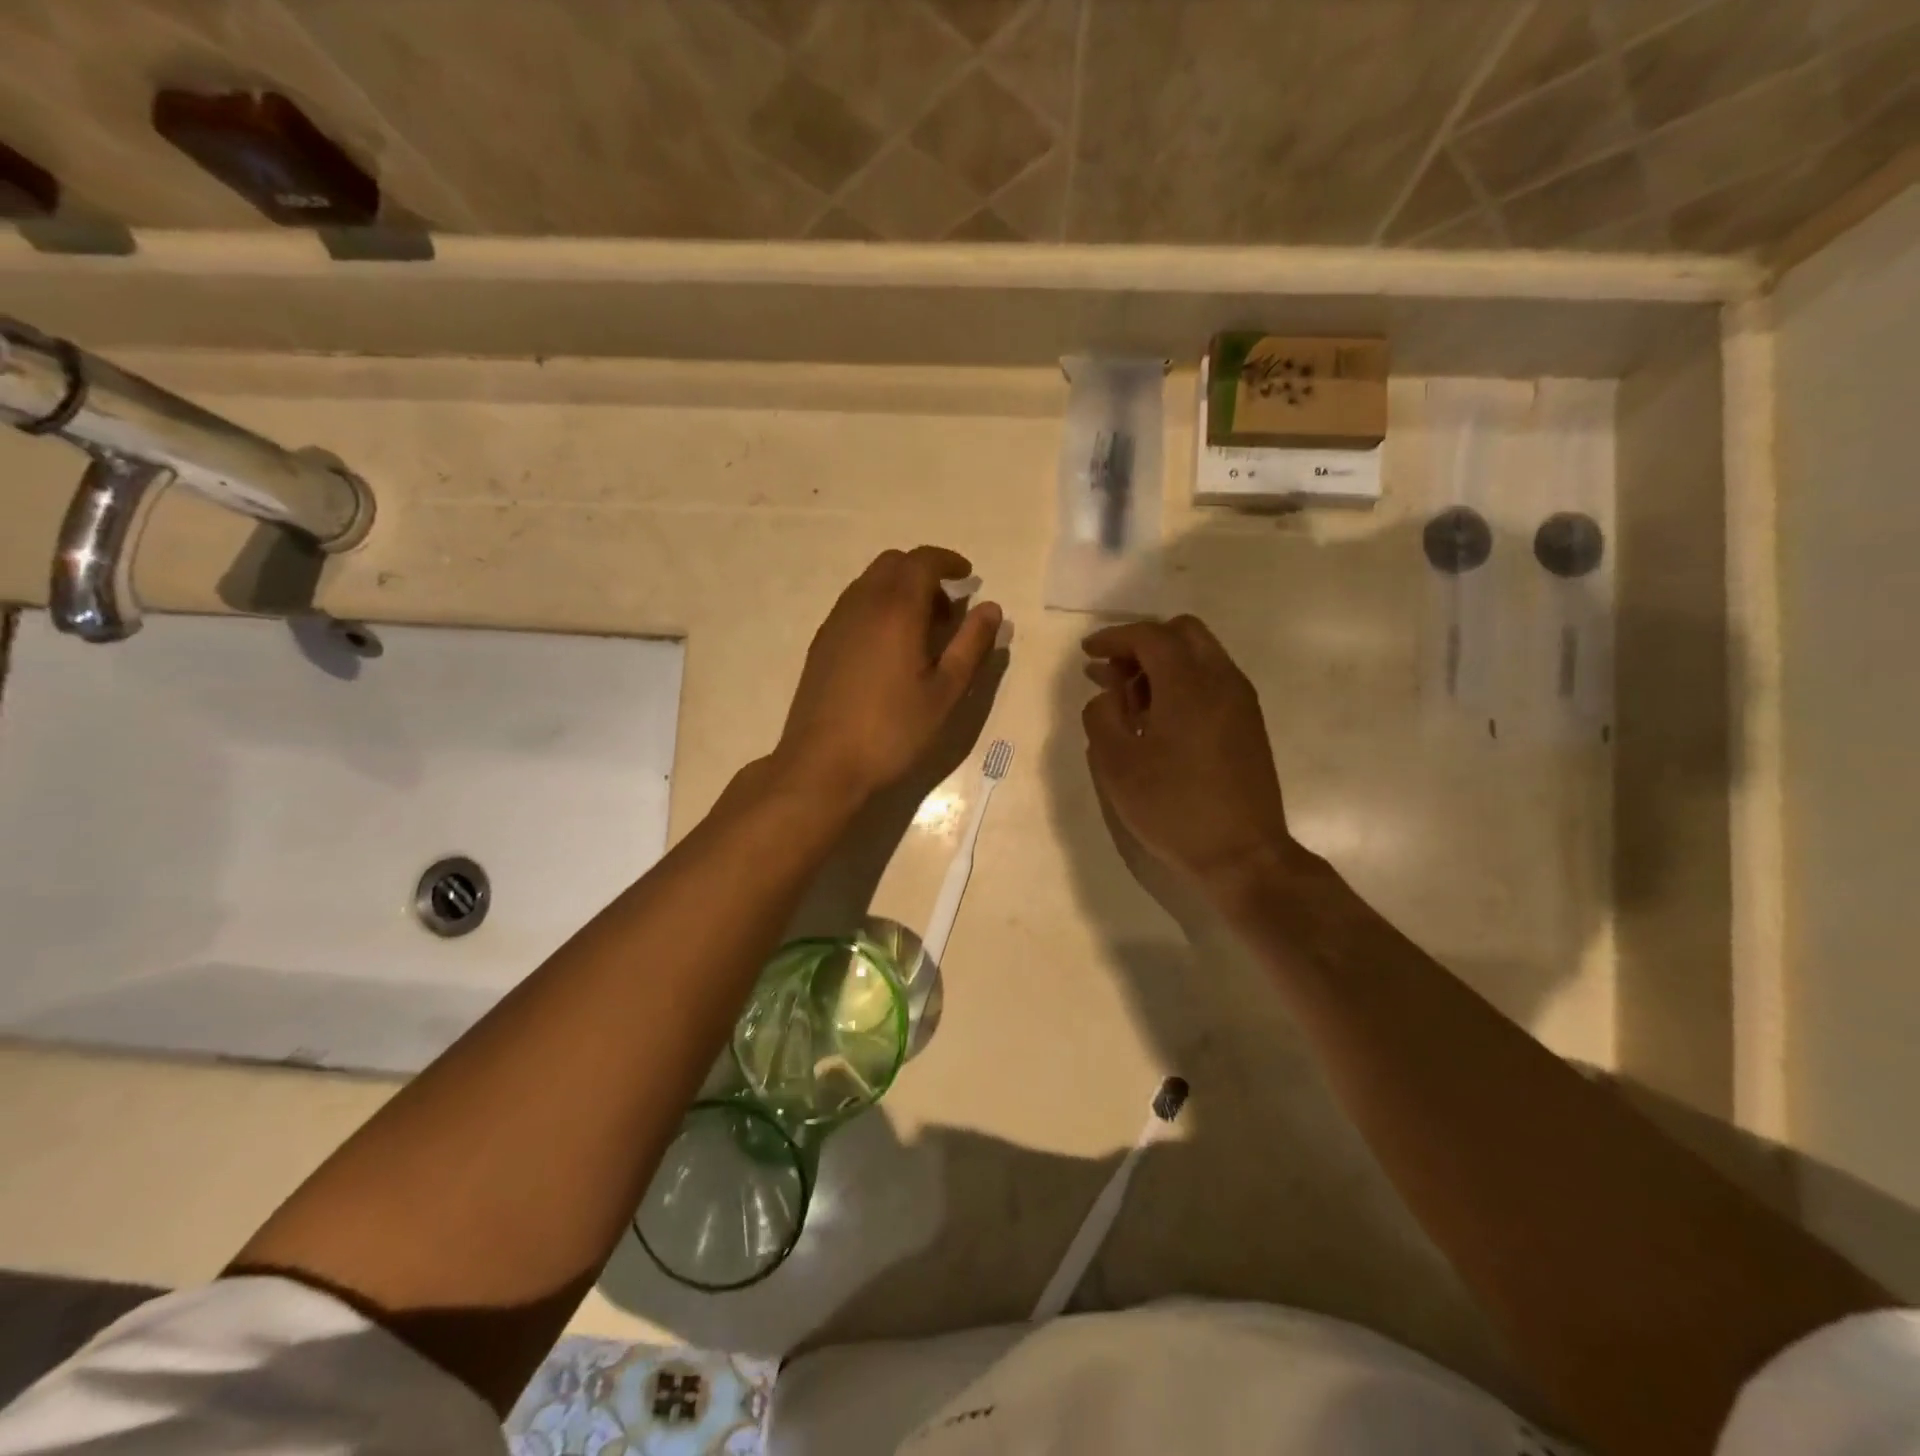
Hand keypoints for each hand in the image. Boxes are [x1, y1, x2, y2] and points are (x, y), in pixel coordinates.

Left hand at [776, 546, 1002, 804]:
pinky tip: (889, 649)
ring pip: (869, 583)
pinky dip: (878, 607)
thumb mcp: (945, 692)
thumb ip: (971, 645)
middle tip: (947, 609)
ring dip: (899, 590)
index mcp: (896, 609)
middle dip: (924, 572)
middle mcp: (861, 604)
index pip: (922, 561)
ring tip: (921, 631)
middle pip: (892, 564)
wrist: (823, 764)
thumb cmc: (893, 731)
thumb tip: (990, 607)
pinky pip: (853, 605)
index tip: (968, 575)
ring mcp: (835, 623)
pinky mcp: (821, 644)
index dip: (949, 561)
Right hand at [1081, 616, 1309, 898]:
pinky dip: (1183, 682)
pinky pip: (1212, 681)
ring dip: (1163, 663)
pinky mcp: (1248, 723)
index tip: (1088, 651)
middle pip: (1183, 632)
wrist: (1242, 854)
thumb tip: (1108, 696)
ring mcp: (1241, 701)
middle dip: (1143, 643)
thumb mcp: (1117, 764)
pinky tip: (1160, 720)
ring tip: (1130, 700)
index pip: (1150, 636)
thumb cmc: (1173, 807)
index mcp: (1188, 684)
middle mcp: (1221, 680)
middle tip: (1113, 672)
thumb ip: (1101, 717)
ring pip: (1200, 655)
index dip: (1114, 637)